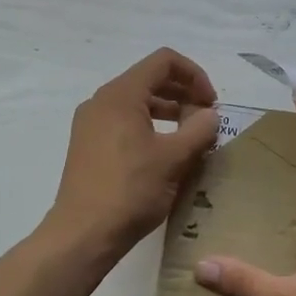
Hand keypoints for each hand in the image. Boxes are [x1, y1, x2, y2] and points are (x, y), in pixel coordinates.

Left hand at [47, 49, 220, 254]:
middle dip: (183, 93)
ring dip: (169, 111)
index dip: (195, 75)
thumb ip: (199, 130)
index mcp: (121, 94)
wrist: (83, 234)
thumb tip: (210, 115)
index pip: (164, 61)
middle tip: (206, 120)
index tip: (211, 104)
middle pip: (150, 79)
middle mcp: (102, 101)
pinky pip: (124, 122)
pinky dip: (150, 126)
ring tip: (191, 136)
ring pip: (137, 102)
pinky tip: (166, 152)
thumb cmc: (131, 190)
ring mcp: (91, 124)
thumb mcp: (175, 158)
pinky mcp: (88, 146)